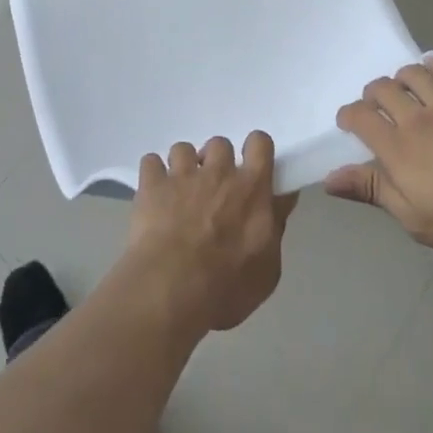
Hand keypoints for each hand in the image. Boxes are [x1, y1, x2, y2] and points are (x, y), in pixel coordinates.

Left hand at [125, 131, 298, 334]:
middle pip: (220, 144)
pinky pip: (151, 162)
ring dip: (183, 166)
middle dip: (216, 162)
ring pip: (183, 149)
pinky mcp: (152, 183)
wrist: (172, 289)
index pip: (260, 143)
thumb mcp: (267, 270)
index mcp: (251, 188)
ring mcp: (182, 175)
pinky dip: (153, 175)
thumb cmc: (227, 287)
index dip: (255, 150)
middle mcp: (217, 172)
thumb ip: (275, 228)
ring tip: (179, 192)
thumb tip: (281, 200)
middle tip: (212, 189)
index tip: (251, 167)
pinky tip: (153, 194)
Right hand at [325, 57, 432, 262]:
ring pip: (412, 74)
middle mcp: (416, 118)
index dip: (348, 115)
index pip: (360, 117)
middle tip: (376, 108)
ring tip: (403, 89)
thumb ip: (373, 191)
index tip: (348, 123)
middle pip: (382, 89)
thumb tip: (330, 177)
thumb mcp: (415, 219)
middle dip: (372, 94)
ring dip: (400, 77)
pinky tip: (432, 69)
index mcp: (397, 148)